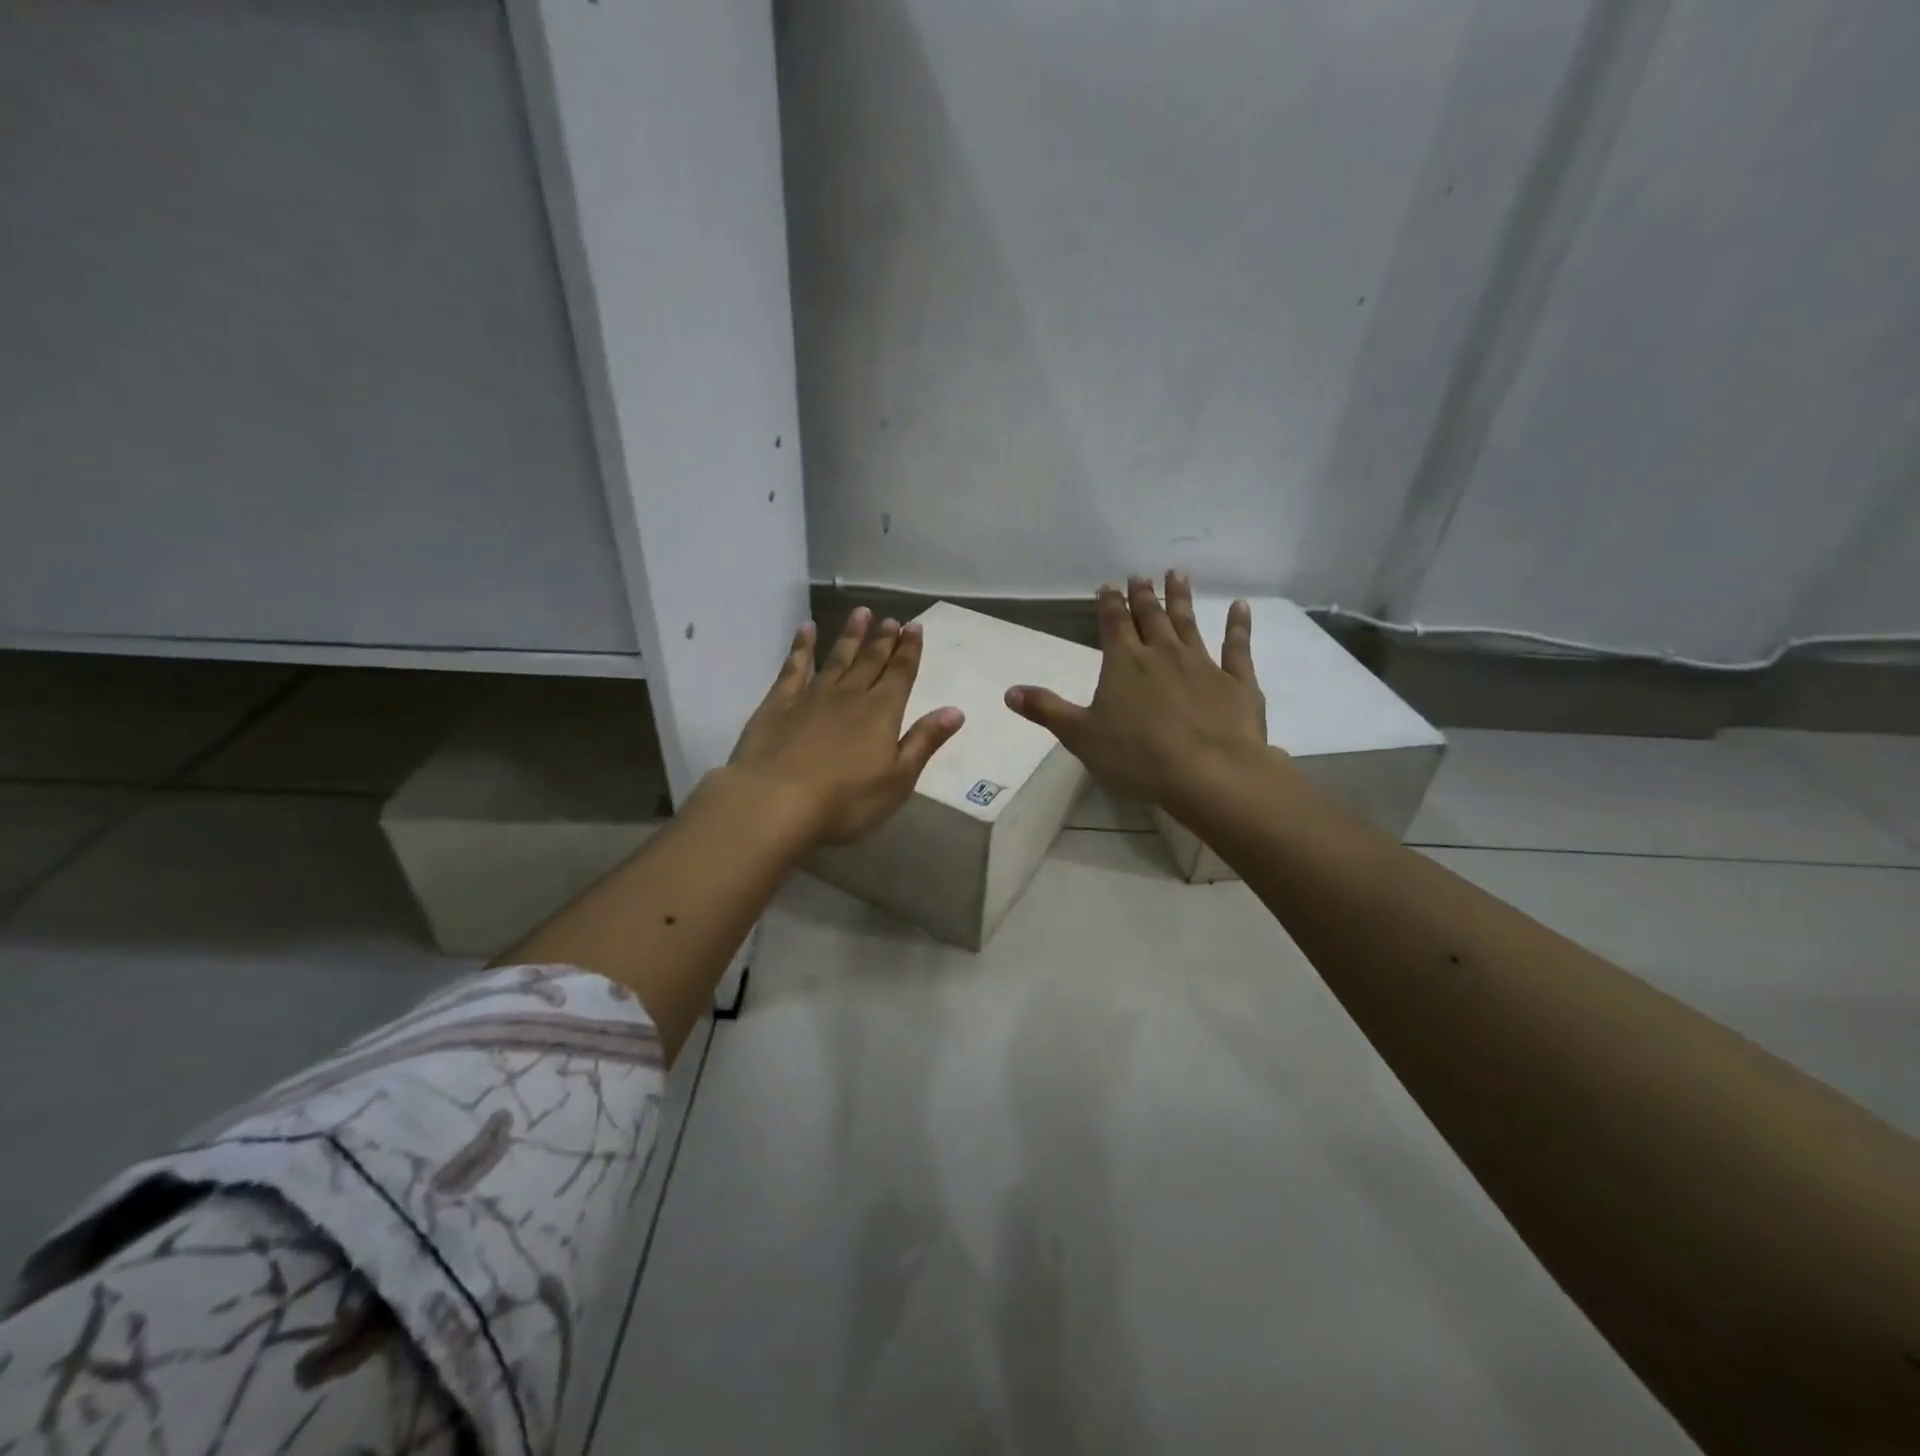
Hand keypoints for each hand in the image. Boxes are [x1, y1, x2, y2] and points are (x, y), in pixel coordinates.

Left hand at [728, 607, 965, 844]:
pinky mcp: (778, 703)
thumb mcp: (898, 779)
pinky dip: (802, 646)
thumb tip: (955, 710)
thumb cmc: (845, 800)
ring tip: (861, 613)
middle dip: (883, 640)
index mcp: (882, 713)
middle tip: (892, 619)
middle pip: (871, 661)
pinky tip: (807, 629)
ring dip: (851, 635)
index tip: (915, 627)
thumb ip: (924, 741)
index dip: (910, 650)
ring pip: (837, 657)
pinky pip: (793, 666)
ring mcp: (812, 695)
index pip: (901, 674)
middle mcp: (850, 695)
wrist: (775, 802)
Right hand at [1005, 571, 1267, 813]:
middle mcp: (1163, 654)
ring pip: (1189, 624)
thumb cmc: (1137, 756)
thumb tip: (1009, 691)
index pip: (1113, 624)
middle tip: (1142, 575)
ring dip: (1182, 599)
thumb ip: (1047, 710)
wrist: (1208, 773)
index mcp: (1124, 663)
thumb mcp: (1081, 736)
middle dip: (1144, 596)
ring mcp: (1203, 664)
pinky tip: (1241, 606)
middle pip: (1151, 617)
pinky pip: (1237, 647)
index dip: (1109, 603)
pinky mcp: (1236, 682)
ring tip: (1178, 575)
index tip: (1109, 586)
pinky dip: (1239, 625)